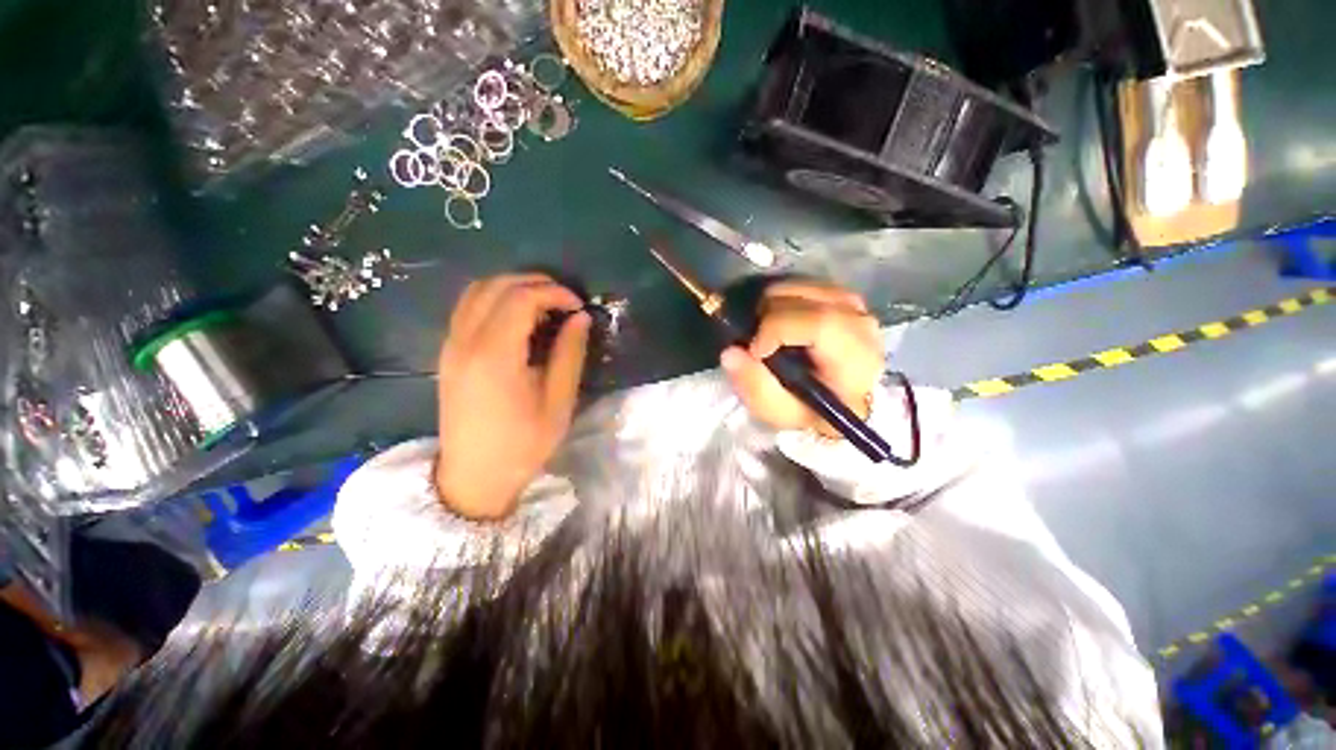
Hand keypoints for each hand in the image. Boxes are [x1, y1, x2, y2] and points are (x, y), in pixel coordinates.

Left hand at [435, 274, 589, 518]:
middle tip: (565, 300)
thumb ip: (569, 354)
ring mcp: (451, 345)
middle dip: (535, 283)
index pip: (522, 298)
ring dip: (513, 287)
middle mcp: (465, 341)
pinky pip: (467, 307)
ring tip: (544, 304)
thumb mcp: (558, 402)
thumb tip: (580, 318)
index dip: (554, 292)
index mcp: (494, 355)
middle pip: (496, 286)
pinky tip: (518, 318)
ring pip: (477, 291)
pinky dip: (495, 299)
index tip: (578, 305)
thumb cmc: (522, 445)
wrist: (473, 477)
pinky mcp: (448, 353)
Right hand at [720, 281, 881, 436]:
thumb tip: (730, 352)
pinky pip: (804, 284)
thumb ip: (755, 386)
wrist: (839, 401)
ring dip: (773, 307)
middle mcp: (861, 325)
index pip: (820, 324)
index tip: (756, 350)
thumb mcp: (779, 412)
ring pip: (802, 286)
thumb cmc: (810, 410)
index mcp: (855, 360)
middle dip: (769, 317)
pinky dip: (783, 299)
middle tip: (757, 343)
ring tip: (768, 334)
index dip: (777, 329)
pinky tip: (781, 322)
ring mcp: (855, 306)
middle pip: (806, 300)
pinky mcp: (843, 296)